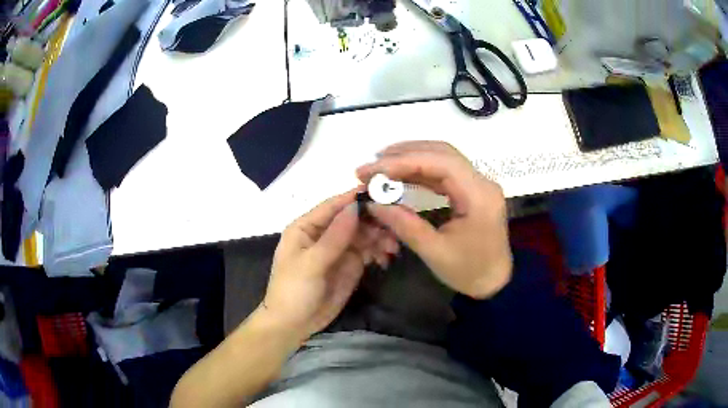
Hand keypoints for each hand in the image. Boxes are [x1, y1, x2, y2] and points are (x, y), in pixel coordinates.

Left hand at [259, 189, 398, 342]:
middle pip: (352, 218)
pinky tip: (386, 259)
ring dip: (380, 237)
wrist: (294, 325)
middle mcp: (324, 233)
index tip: (381, 193)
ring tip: (392, 248)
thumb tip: (355, 207)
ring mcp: (339, 249)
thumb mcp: (311, 264)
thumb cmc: (293, 291)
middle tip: (395, 228)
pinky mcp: (350, 265)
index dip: (354, 198)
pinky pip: (368, 251)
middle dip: (373, 221)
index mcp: (306, 227)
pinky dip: (379, 251)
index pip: (333, 206)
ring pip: (364, 234)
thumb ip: (334, 237)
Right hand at [357, 141, 511, 298]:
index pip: (441, 163)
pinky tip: (401, 174)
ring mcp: (478, 184)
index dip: (404, 161)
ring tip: (381, 165)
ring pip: (443, 158)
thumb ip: (404, 225)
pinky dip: (420, 170)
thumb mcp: (434, 252)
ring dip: (411, 158)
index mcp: (479, 196)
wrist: (495, 281)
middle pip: (442, 153)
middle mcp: (482, 182)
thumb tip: (373, 204)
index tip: (373, 170)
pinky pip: (444, 171)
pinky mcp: (472, 190)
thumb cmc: (469, 271)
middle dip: (405, 154)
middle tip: (373, 162)